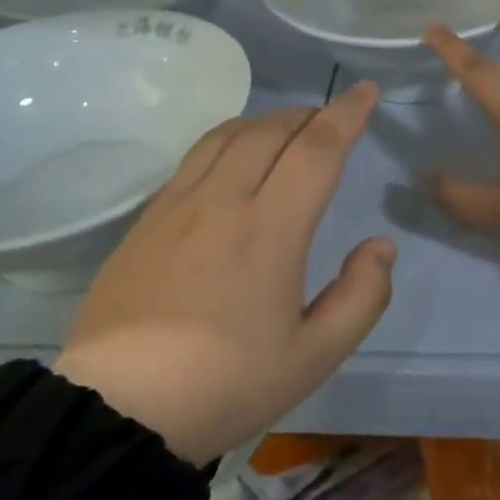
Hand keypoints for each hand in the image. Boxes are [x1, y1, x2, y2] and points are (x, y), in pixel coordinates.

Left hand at [54, 83, 395, 465]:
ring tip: (284, 132)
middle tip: (329, 120)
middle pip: (270, 131)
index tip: (365, 91)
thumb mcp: (313, 357)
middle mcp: (223, 200)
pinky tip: (229, 163)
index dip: (346, 114)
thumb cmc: (227, 384)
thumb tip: (381, 246)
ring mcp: (177, 205)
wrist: (119, 409)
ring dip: (265, 122)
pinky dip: (226, 141)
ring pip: (227, 135)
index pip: (317, 149)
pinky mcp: (146, 220)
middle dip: (308, 115)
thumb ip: (360, 297)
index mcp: (271, 229)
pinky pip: (194, 158)